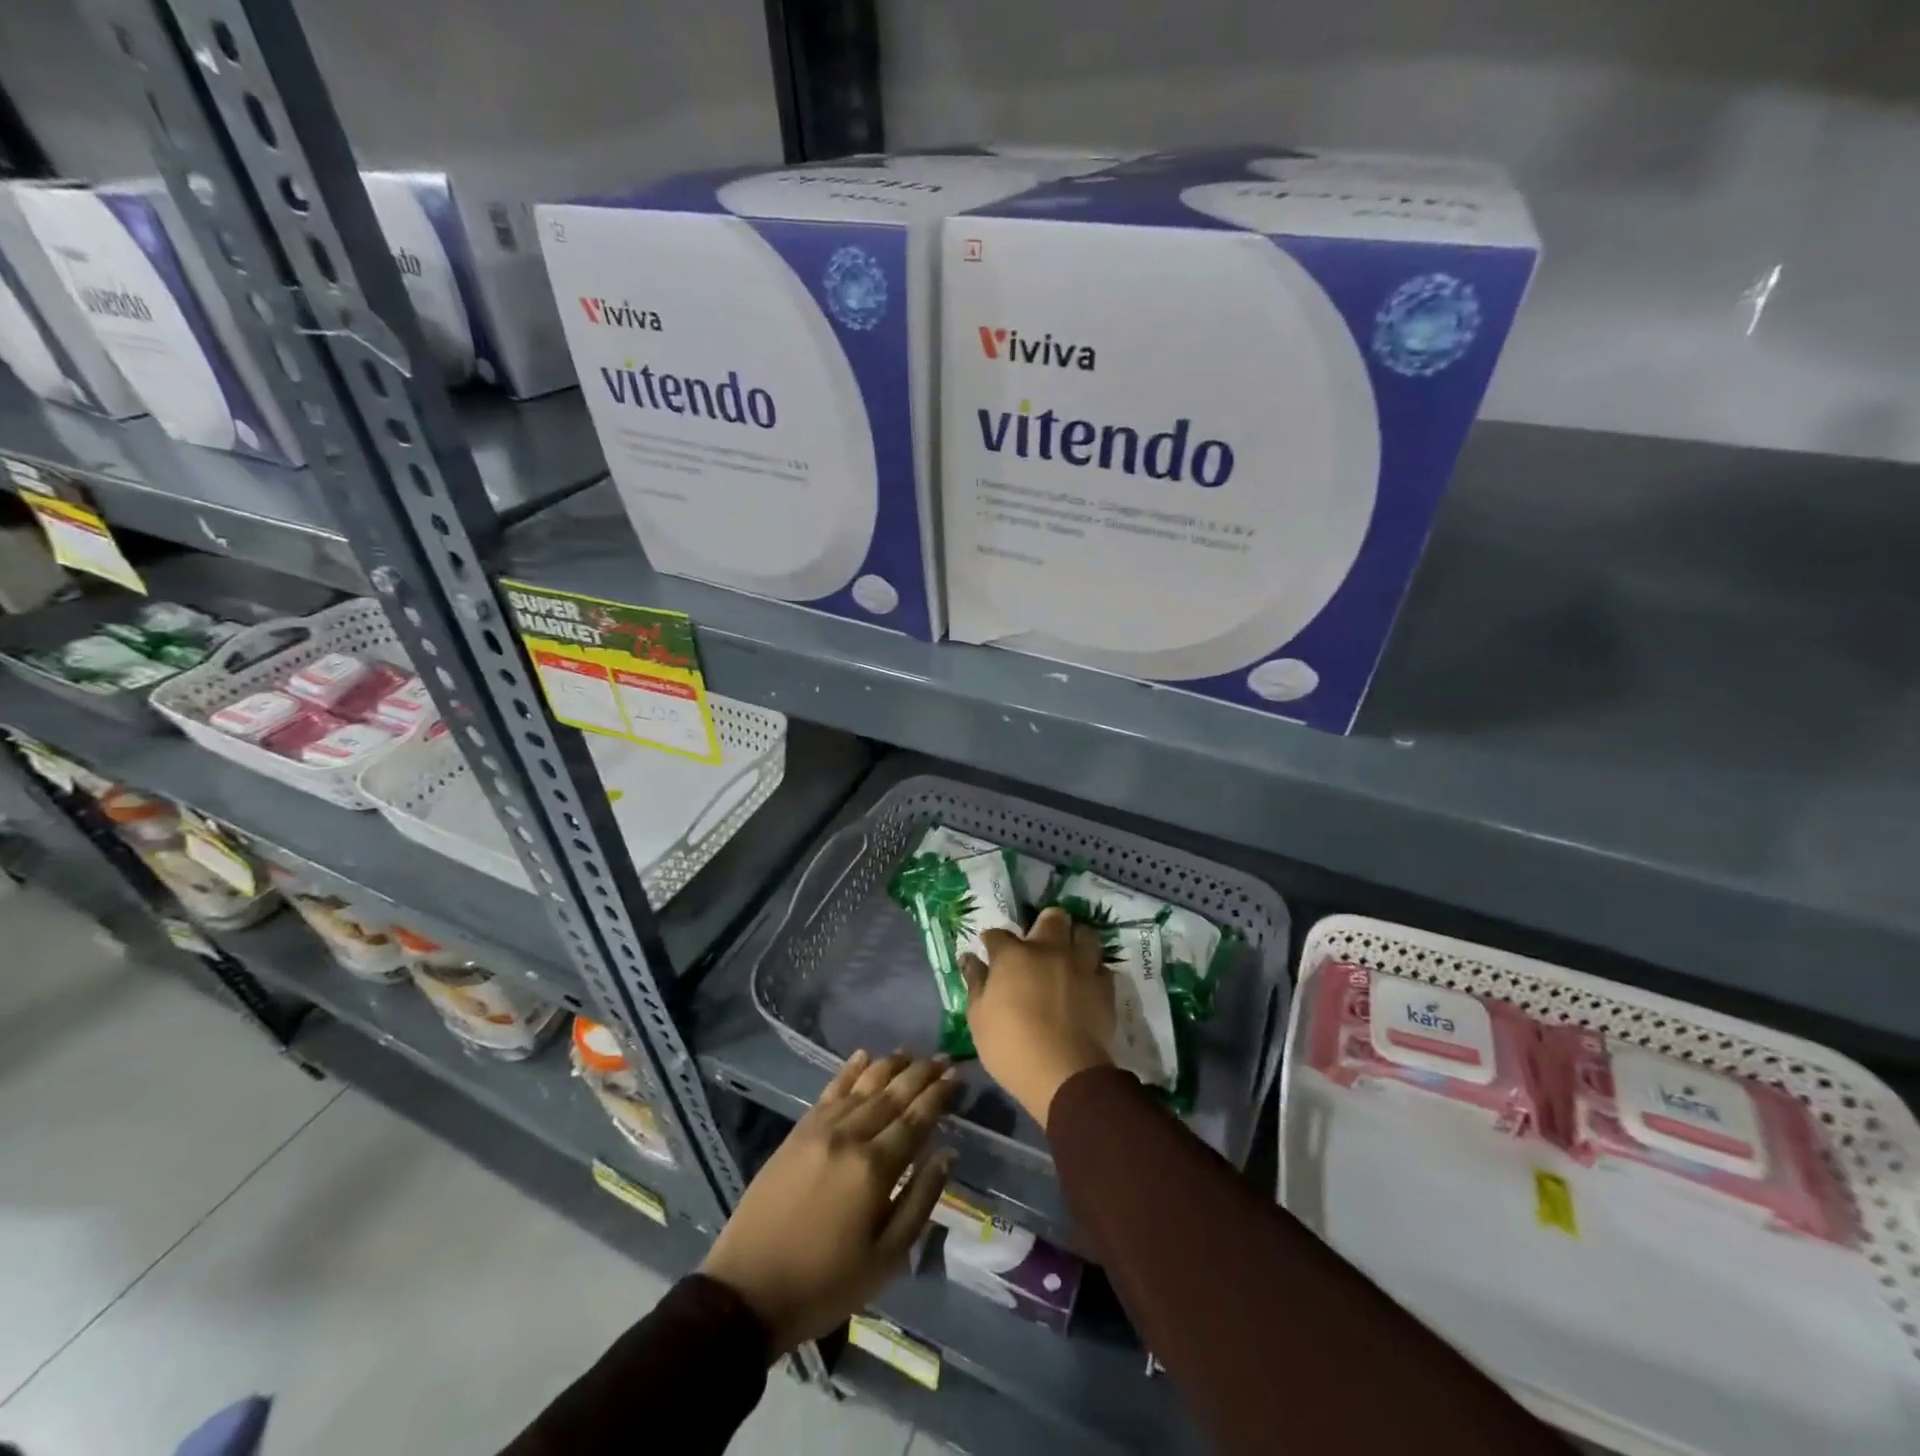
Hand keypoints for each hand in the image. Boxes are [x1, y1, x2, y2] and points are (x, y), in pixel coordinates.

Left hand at [700, 1050, 957, 1357]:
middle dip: (921, 1074)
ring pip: (863, 1085)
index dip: (939, 1095)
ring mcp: (821, 1129)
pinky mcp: (798, 1131)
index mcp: (875, 1168)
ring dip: (890, 1066)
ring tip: (911, 1053)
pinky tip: (863, 1056)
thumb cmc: (825, 1284)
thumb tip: (947, 1154)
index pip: (917, 1119)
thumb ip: (920, 1200)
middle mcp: (850, 1136)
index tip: (958, 1076)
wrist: (748, 1291)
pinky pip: (830, 1090)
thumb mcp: (886, 1259)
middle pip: (893, 1094)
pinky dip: (849, 1070)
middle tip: (944, 1058)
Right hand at [963, 906, 1113, 1126]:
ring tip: (1068, 957)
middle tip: (1037, 944)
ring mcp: (1080, 965)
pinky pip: (1101, 966)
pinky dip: (1093, 971)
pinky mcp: (1104, 986)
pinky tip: (1086, 983)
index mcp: (1014, 956)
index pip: (998, 934)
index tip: (990, 949)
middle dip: (1043, 925)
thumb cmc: (1011, 1047)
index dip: (992, 940)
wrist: (1065, 1074)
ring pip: (1084, 933)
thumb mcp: (979, 1018)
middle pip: (1052, 917)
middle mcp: (1049, 950)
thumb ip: (975, 983)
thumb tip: (969, 958)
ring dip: (1075, 941)